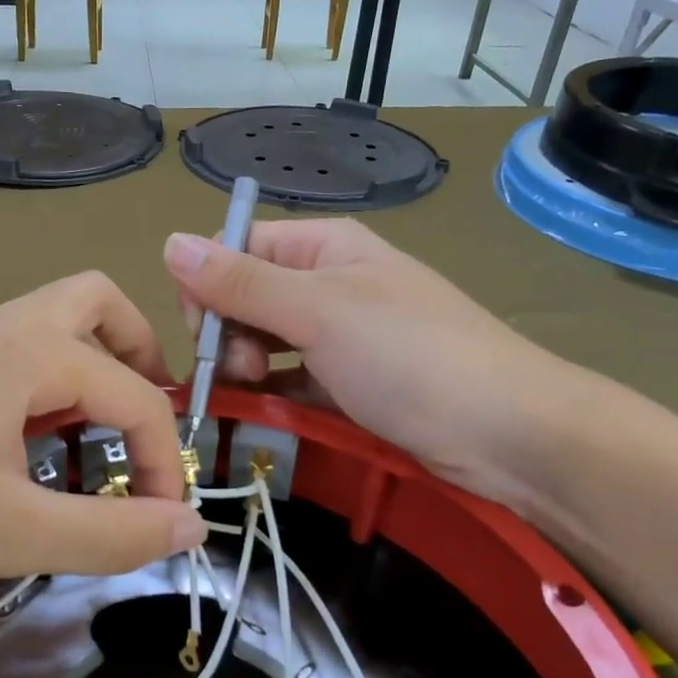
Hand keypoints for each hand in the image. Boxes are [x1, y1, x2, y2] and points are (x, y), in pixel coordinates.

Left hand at [0, 272, 206, 615]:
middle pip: (98, 304)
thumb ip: (113, 535)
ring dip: (94, 369)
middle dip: (138, 357)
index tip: (159, 521)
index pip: (136, 395)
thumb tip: (191, 529)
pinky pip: (20, 352)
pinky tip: (34, 447)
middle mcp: (4, 325)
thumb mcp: (16, 535)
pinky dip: (52, 384)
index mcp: (31, 350)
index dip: (162, 459)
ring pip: (56, 324)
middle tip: (144, 425)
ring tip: (97, 441)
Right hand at [164, 220, 586, 512]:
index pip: (236, 248)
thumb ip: (240, 282)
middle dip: (227, 331)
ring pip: (264, 340)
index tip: (203, 332)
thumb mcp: (317, 312)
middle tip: (239, 369)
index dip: (207, 285)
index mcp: (323, 247)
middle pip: (245, 295)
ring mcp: (340, 335)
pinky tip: (264, 412)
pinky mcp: (349, 383)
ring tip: (254, 394)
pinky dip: (271, 393)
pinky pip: (290, 379)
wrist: (508, 435)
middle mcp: (328, 282)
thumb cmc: (409, 356)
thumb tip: (169, 242)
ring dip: (244, 366)